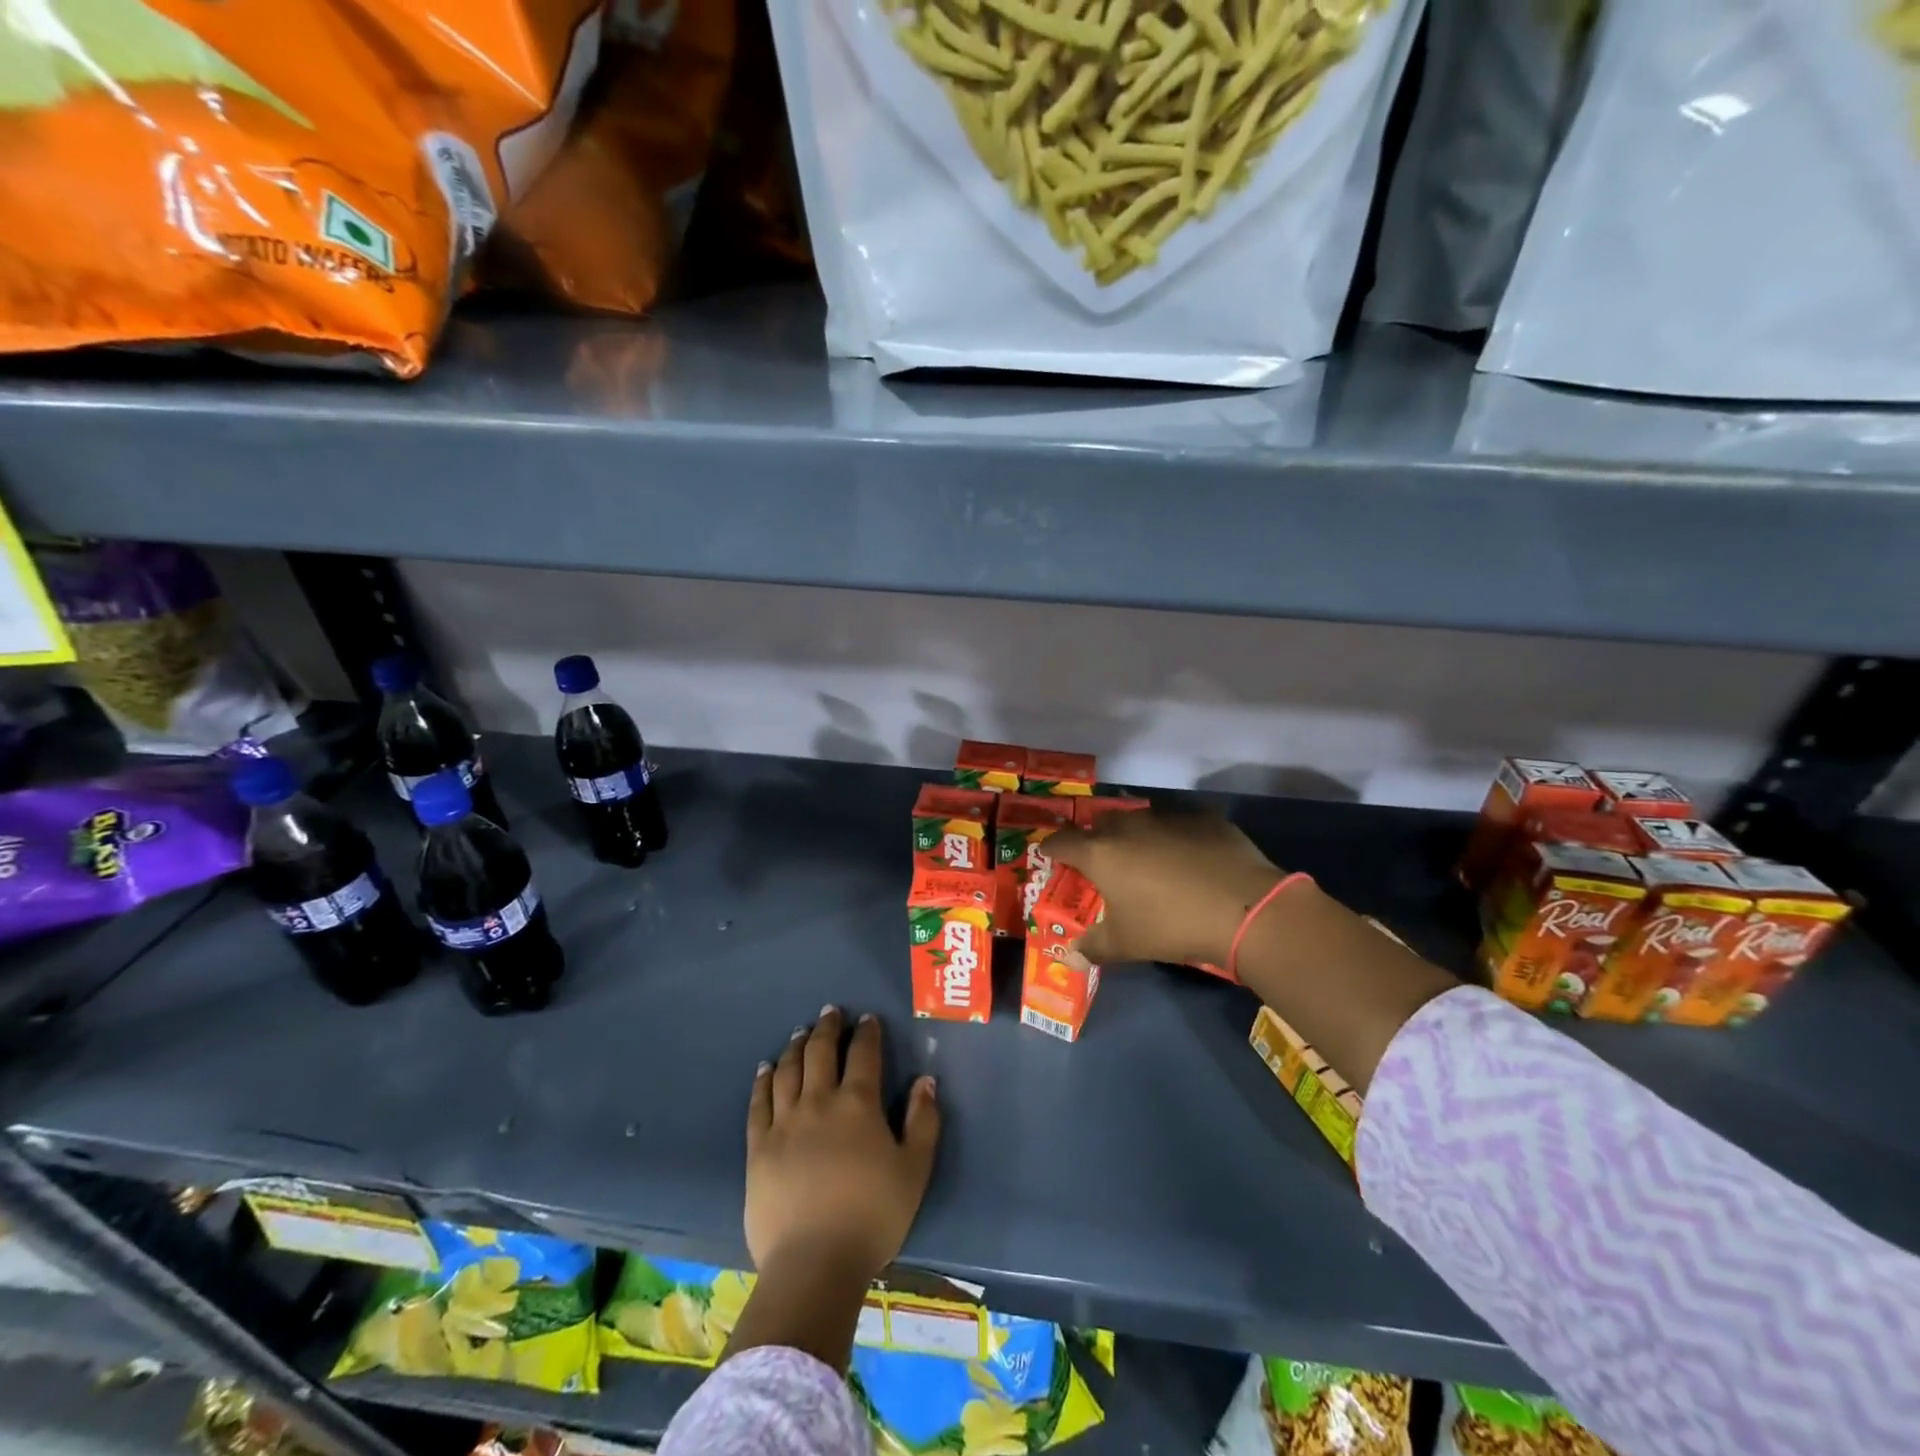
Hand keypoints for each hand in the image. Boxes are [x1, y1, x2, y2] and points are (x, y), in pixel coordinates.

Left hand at [746, 1007, 941, 1284]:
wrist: (814, 1264)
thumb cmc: (872, 1217)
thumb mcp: (914, 1171)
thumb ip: (923, 1122)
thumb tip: (925, 1080)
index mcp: (858, 1104)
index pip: (863, 1054)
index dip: (866, 1033)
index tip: (867, 1019)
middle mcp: (819, 1102)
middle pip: (820, 1052)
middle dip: (827, 1028)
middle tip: (830, 1012)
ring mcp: (784, 1122)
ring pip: (788, 1070)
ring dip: (796, 1046)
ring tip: (800, 1033)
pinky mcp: (758, 1147)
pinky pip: (759, 1102)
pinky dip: (764, 1080)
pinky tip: (766, 1068)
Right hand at [1044, 808, 1284, 967]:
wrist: (1243, 908)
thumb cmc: (1170, 926)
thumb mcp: (1127, 944)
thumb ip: (1093, 947)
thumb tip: (1070, 958)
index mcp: (1101, 853)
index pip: (1063, 842)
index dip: (1052, 847)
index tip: (1049, 854)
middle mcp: (1129, 826)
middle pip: (1101, 823)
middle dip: (1096, 838)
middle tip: (1101, 861)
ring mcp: (1168, 818)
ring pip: (1141, 819)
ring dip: (1136, 835)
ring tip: (1147, 859)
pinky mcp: (1204, 818)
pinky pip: (1180, 824)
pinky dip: (1176, 838)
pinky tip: (1190, 858)